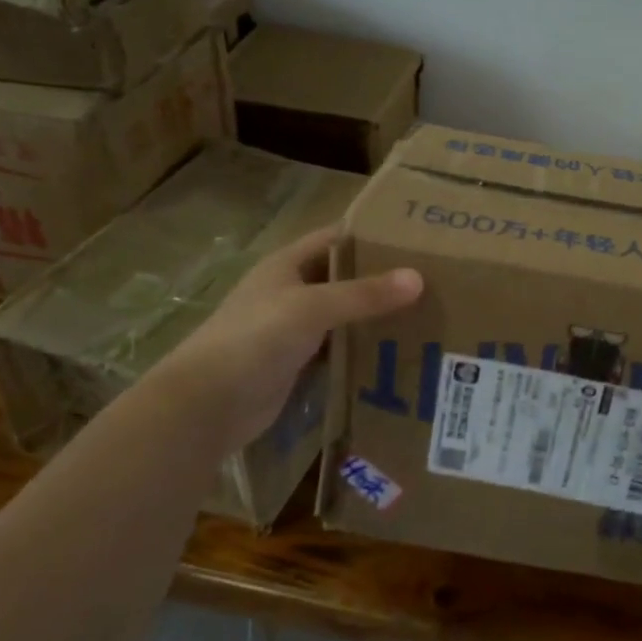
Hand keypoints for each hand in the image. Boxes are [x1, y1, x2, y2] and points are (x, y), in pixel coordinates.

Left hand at [140, 224, 422, 455]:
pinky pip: (338, 348)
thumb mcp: (312, 308)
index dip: (374, 235)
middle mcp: (291, 290)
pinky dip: (363, 348)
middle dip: (382, 278)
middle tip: (434, 280)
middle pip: (344, 277)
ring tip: (426, 315)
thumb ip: (364, 294)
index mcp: (288, 263)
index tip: (418, 239)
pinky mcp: (297, 363)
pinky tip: (397, 352)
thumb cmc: (255, 339)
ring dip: (375, 316)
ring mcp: (293, 328)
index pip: (338, 238)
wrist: (206, 405)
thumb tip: (418, 278)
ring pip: (343, 315)